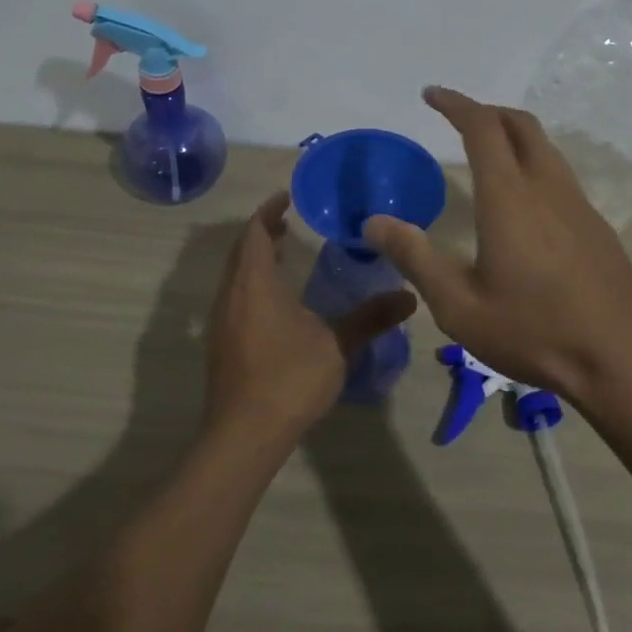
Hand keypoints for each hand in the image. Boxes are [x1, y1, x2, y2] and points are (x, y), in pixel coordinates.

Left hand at [205, 192, 417, 444]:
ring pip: (235, 276)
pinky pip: (235, 297)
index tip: (286, 197)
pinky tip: (276, 302)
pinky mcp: (221, 344)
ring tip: (284, 255)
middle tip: (289, 222)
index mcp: (254, 284)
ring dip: (256, 259)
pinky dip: (252, 283)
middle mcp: (231, 295)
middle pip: (242, 251)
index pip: (256, 233)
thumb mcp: (337, 345)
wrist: (243, 434)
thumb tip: (410, 297)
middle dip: (263, 233)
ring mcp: (222, 321)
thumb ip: (370, 318)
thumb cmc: (289, 379)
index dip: (269, 211)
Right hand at [363, 87, 631, 408]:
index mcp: (510, 198)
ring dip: (514, 136)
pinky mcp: (597, 227)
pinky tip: (523, 203)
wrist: (621, 361)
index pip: (482, 127)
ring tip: (487, 153)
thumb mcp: (459, 305)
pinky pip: (560, 176)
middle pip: (521, 125)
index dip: (456, 104)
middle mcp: (547, 188)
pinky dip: (534, 164)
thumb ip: (415, 258)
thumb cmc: (534, 331)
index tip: (431, 95)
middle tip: (458, 118)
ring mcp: (579, 206)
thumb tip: (374, 222)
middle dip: (487, 111)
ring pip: (546, 148)